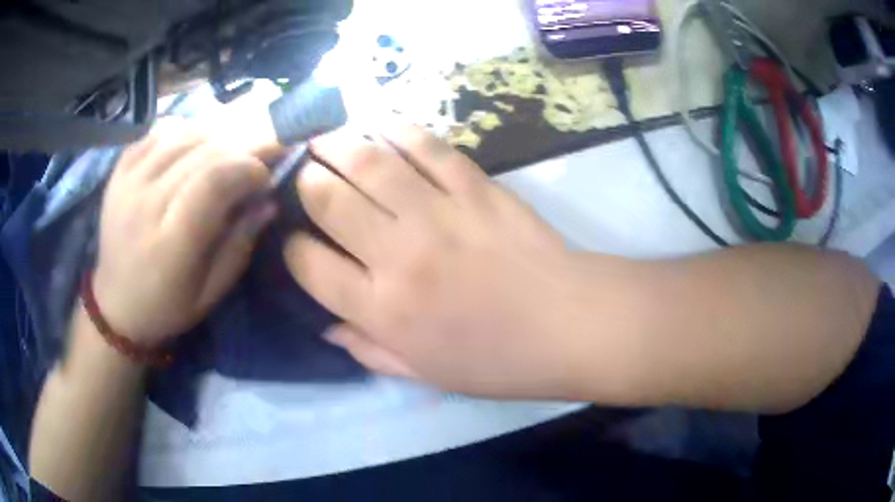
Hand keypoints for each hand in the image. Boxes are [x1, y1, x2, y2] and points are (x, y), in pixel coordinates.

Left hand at [93, 119, 275, 346]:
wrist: (116, 304)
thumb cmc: (167, 306)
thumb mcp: (211, 292)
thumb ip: (240, 245)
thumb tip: (268, 200)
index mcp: (171, 245)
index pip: (214, 181)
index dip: (249, 167)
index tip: (265, 177)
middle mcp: (145, 205)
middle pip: (203, 151)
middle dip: (241, 151)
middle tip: (256, 162)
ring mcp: (128, 182)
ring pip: (183, 134)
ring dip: (215, 138)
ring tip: (226, 156)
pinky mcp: (119, 170)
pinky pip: (159, 132)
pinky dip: (185, 132)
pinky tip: (194, 149)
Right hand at [284, 125, 596, 398]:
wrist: (567, 325)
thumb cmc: (496, 360)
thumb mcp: (424, 373)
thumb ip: (368, 350)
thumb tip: (326, 328)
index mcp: (382, 310)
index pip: (308, 265)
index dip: (291, 248)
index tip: (296, 241)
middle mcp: (398, 255)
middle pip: (328, 200)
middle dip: (307, 181)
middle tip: (305, 173)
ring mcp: (438, 214)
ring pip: (370, 163)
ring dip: (339, 143)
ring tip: (326, 138)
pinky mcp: (475, 187)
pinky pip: (427, 148)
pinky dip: (399, 131)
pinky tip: (382, 126)